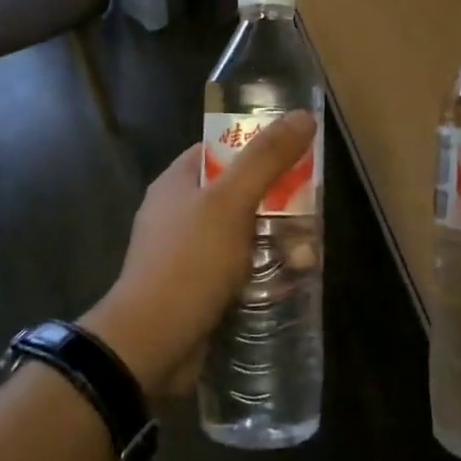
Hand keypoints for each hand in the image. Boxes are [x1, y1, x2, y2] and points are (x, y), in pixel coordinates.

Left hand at [82, 112, 318, 396]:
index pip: (221, 149)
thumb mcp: (230, 203)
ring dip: (276, 243)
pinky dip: (263, 273)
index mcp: (177, 183)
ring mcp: (187, 254)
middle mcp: (179, 213)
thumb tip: (302, 115)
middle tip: (310, 214)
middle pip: (238, 193)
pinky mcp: (198, 290)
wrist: (149, 345)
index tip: (296, 155)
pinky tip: (290, 283)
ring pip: (243, 235)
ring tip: (308, 257)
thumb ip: (266, 158)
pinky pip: (238, 270)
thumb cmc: (188, 262)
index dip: (257, 147)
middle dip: (277, 203)